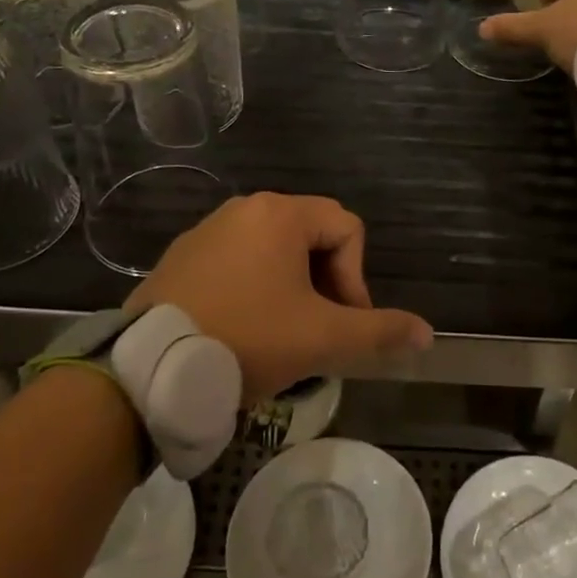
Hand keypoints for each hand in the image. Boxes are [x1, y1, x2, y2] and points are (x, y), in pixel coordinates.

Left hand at [125, 193, 433, 400]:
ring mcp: (208, 230)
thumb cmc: (246, 339)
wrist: (148, 369)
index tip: (344, 324)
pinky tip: (243, 329)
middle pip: (312, 236)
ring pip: (275, 250)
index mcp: (281, 214)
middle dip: (327, 283)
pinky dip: (255, 288)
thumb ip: (379, 332)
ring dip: (293, 287)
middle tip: (319, 331)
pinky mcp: (182, 257)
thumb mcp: (321, 339)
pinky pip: (238, 261)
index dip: (357, 278)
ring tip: (284, 334)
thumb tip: (427, 334)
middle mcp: (245, 209)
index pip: (347, 229)